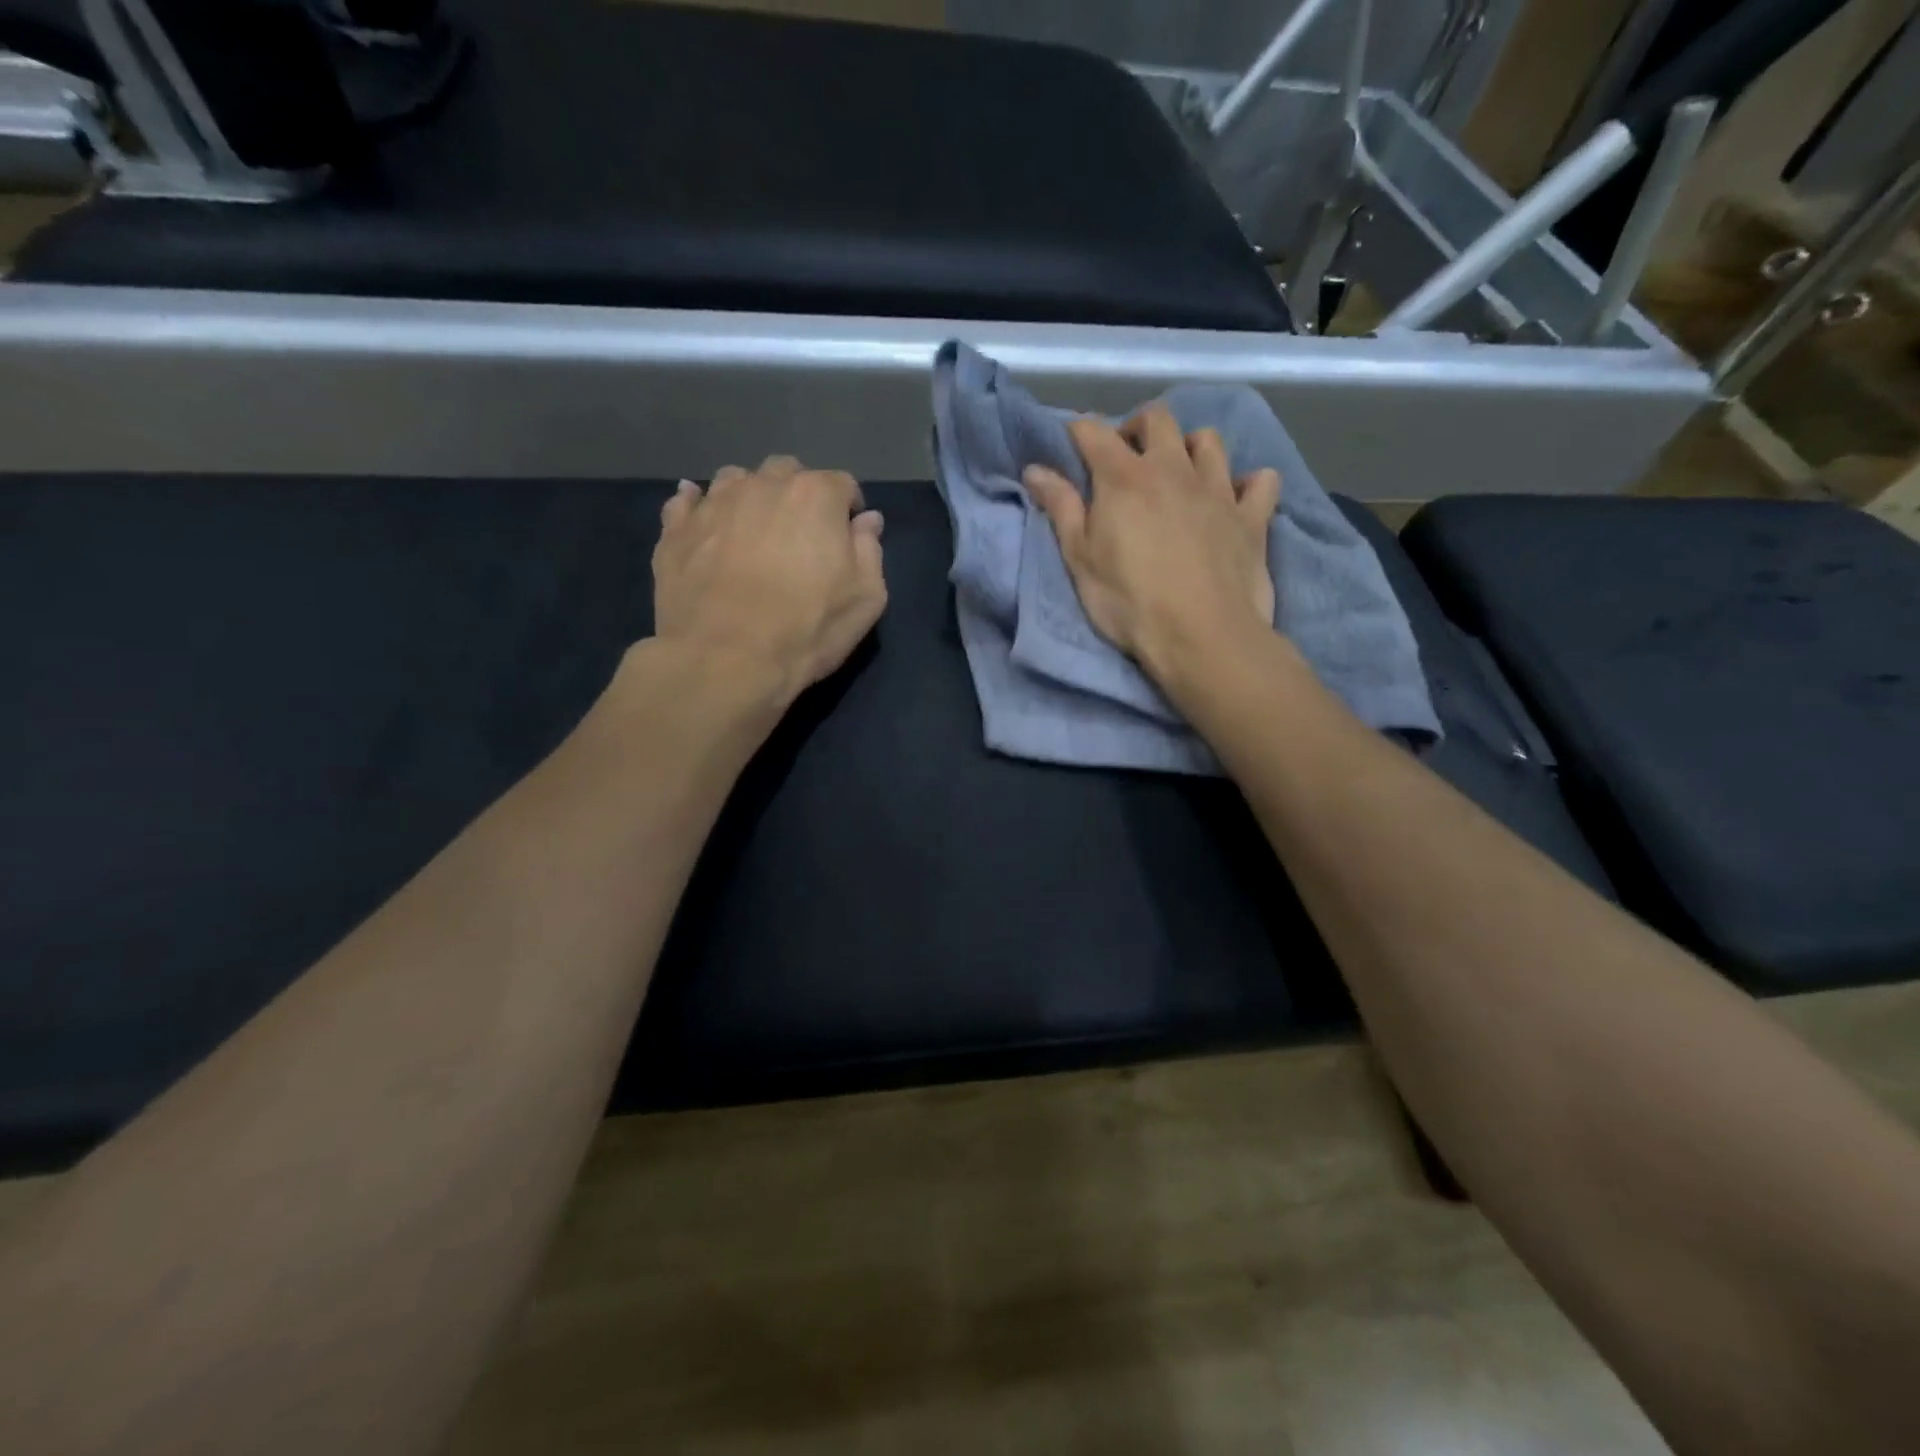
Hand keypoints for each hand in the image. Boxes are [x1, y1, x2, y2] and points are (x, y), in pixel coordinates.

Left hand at [651, 456, 886, 707]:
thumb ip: (870, 551)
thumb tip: (867, 520)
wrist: (725, 659)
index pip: (842, 485)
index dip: (848, 511)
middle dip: (797, 496)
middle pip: (786, 473)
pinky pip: (686, 502)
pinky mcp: (676, 529)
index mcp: (816, 496)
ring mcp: (714, 503)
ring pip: (736, 480)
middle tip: (799, 537)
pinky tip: (703, 525)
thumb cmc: (808, 629)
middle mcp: (763, 485)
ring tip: (752, 533)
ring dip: (750, 497)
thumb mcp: (866, 599)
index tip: (846, 539)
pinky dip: (698, 507)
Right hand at [1023, 405, 1280, 683]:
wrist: (1201, 635)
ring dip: (1190, 448)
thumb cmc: (1128, 602)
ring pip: (1209, 441)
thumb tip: (1036, 469)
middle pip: (1158, 419)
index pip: (1094, 432)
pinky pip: (1260, 481)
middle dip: (1137, 428)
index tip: (1071, 447)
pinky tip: (1235, 500)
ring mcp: (1218, 490)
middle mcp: (1173, 469)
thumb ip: (1060, 508)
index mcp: (1124, 478)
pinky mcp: (1252, 517)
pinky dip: (1247, 484)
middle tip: (1126, 460)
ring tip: (1179, 475)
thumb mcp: (1080, 559)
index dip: (1078, 433)